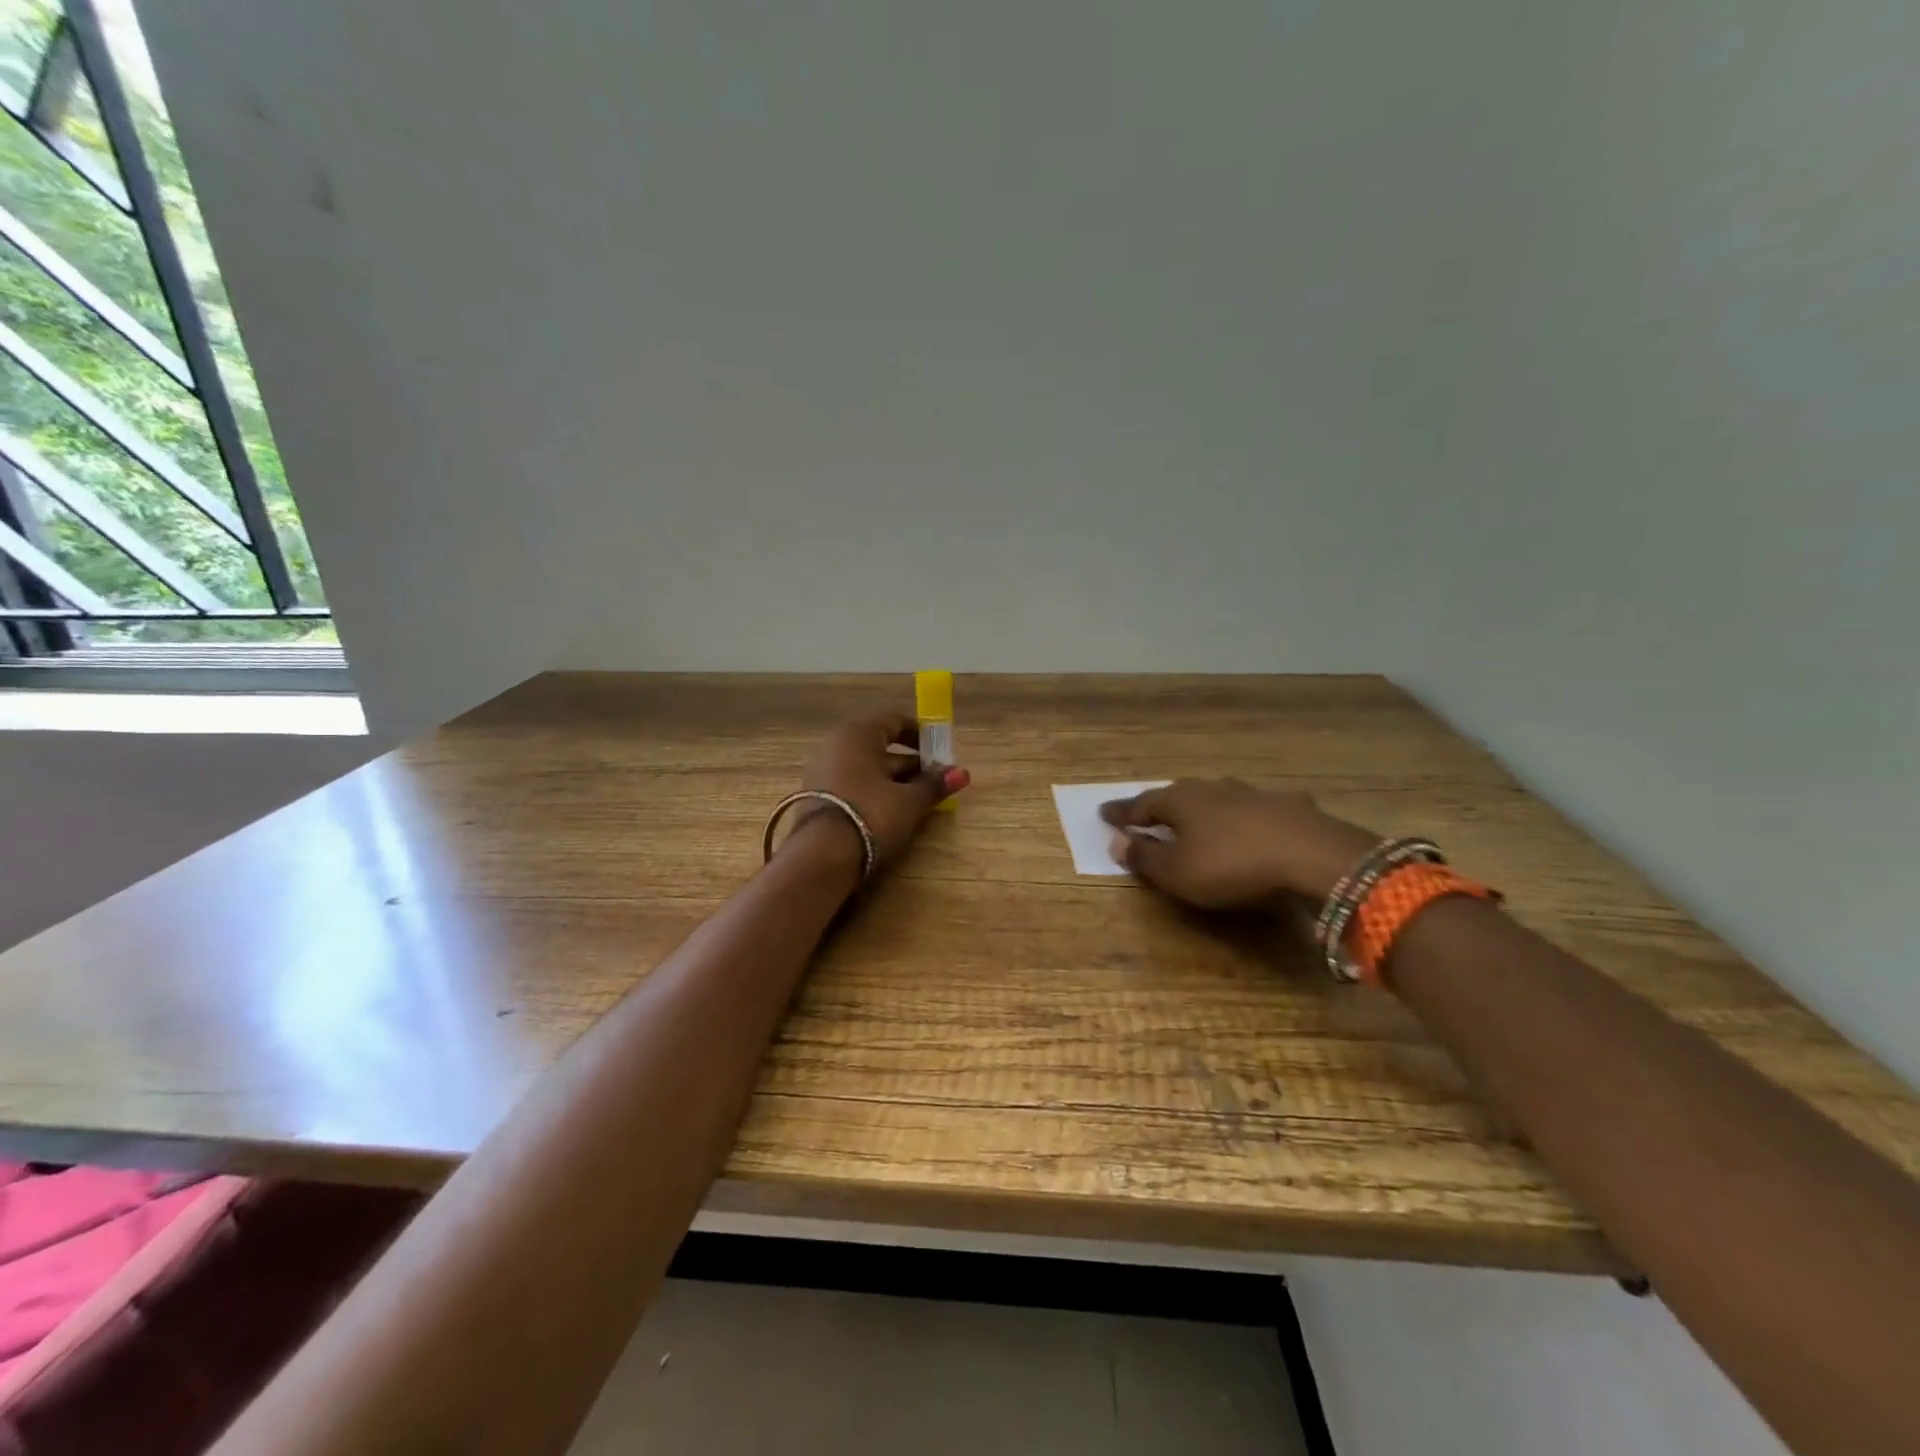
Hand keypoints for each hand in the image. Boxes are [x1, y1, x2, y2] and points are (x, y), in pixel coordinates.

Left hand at [793, 715, 969, 875]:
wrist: (821, 858)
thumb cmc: (872, 815)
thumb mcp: (910, 801)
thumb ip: (934, 785)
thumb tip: (961, 773)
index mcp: (858, 734)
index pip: (894, 721)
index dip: (921, 735)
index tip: (941, 753)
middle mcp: (836, 745)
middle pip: (880, 748)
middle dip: (911, 765)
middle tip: (936, 783)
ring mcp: (822, 772)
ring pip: (867, 770)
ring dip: (894, 782)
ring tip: (920, 802)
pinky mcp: (816, 798)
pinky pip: (853, 786)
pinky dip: (874, 794)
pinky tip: (892, 814)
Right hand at [1099, 779, 1380, 906]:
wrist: (1312, 857)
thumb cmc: (1231, 865)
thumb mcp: (1177, 872)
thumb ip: (1145, 858)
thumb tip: (1116, 843)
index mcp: (1180, 800)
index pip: (1141, 805)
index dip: (1122, 814)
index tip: (1104, 814)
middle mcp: (1213, 789)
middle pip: (1178, 797)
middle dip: (1162, 807)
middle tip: (1146, 815)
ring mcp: (1253, 795)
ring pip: (1217, 799)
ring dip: (1203, 810)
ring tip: (1195, 819)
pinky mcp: (1288, 808)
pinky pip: (1254, 811)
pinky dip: (1243, 819)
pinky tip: (1251, 824)